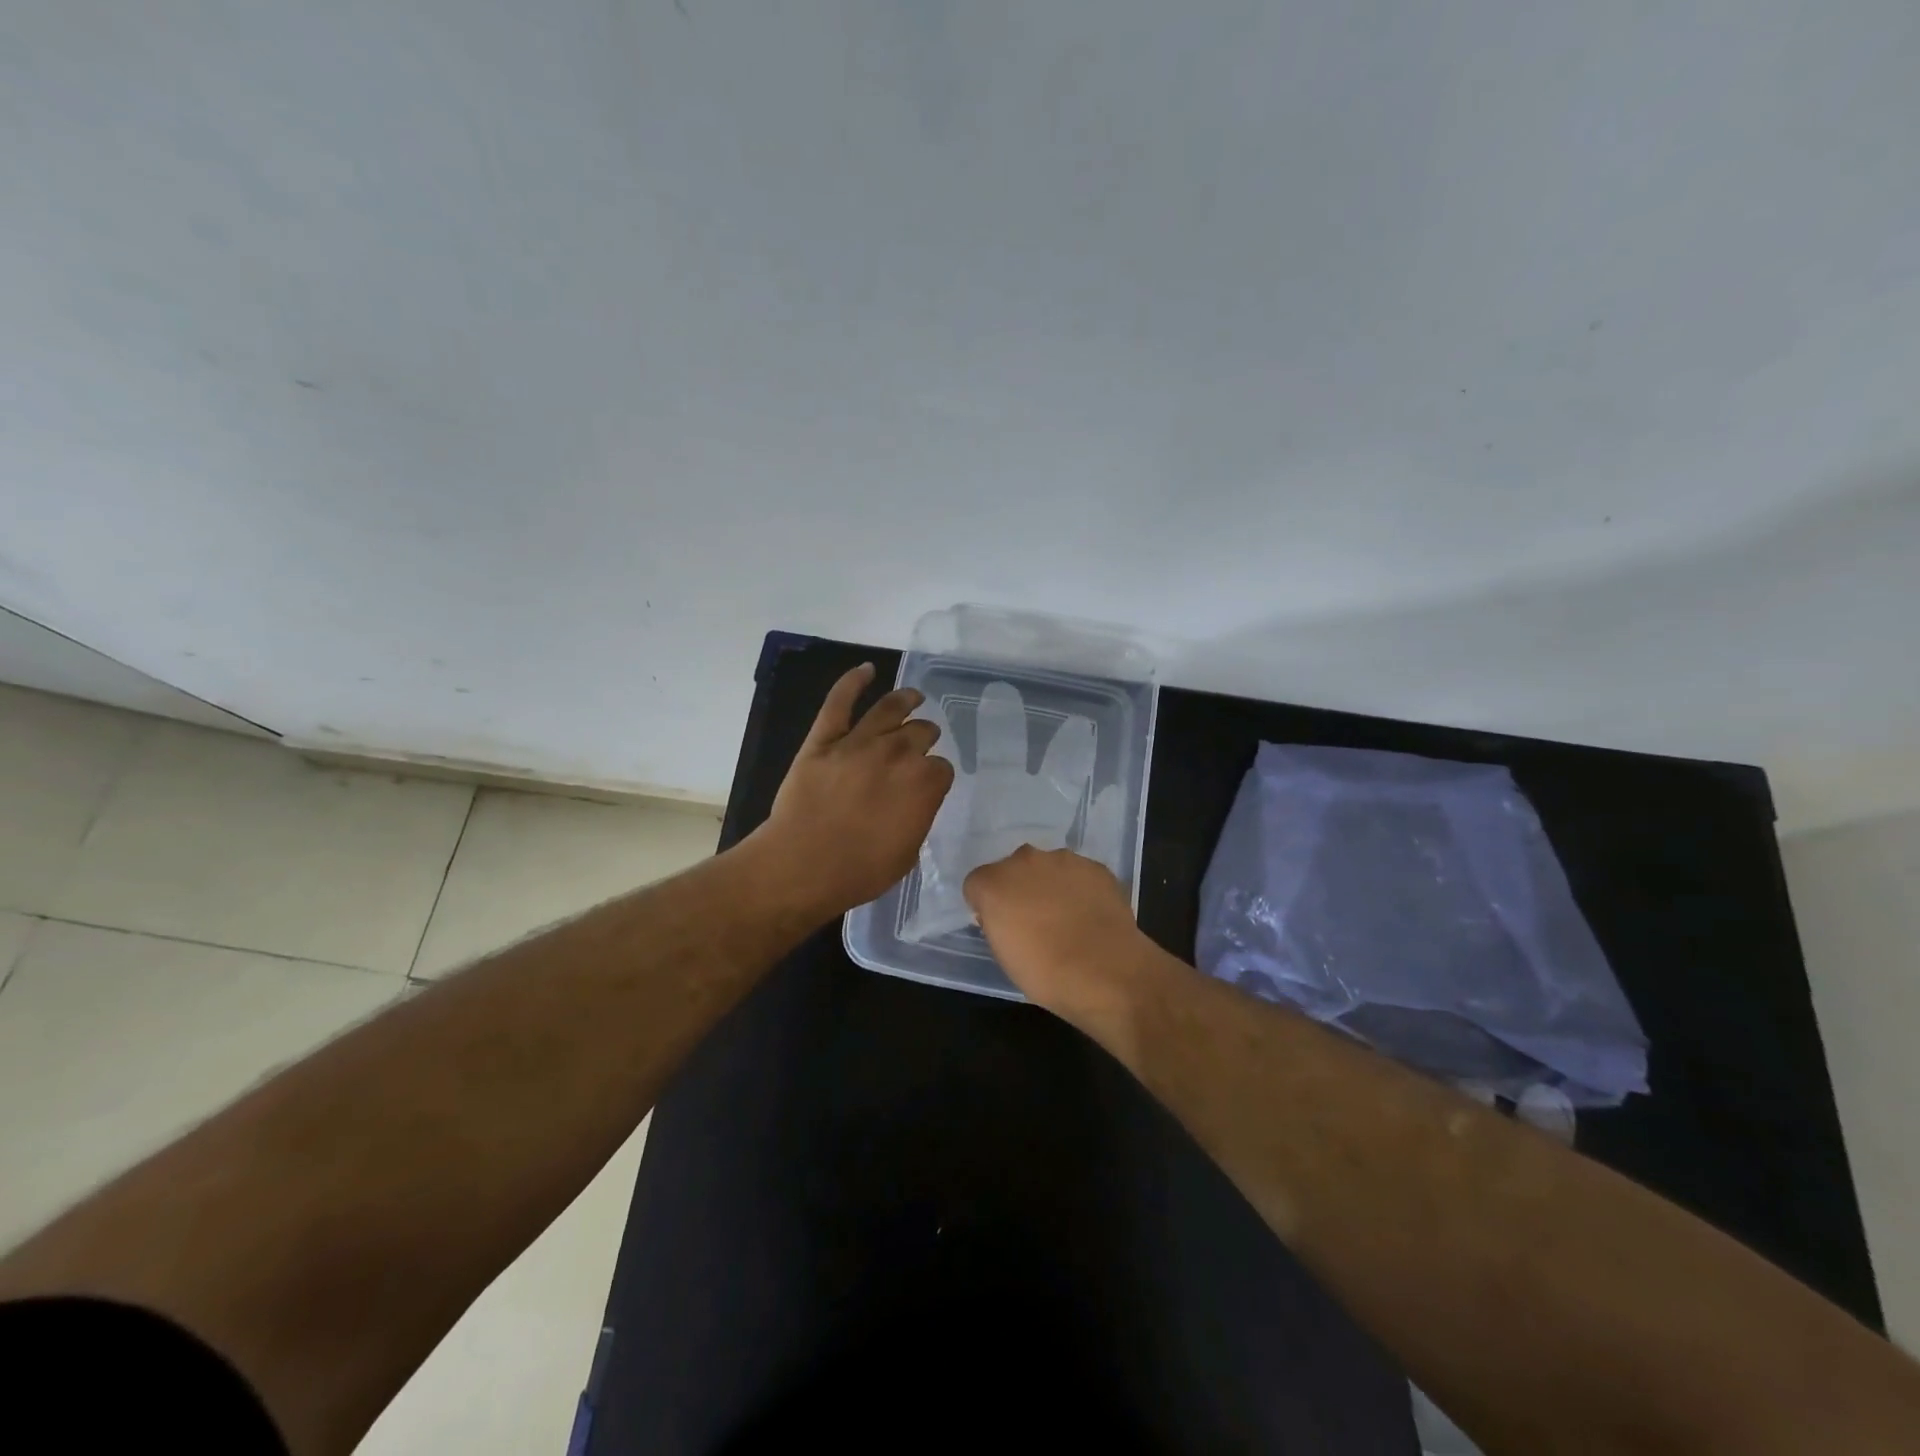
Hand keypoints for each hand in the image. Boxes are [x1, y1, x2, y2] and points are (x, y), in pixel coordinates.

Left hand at [751, 663, 954, 919]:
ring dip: (906, 699)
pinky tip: (867, 670)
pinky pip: (840, 701)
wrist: (802, 865)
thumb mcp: (907, 853)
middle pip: (920, 732)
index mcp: (924, 784)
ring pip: (889, 709)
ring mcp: (859, 742)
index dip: (935, 775)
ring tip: (913, 696)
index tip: (930, 783)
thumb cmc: (859, 871)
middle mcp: (897, 754)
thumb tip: (914, 803)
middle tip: (922, 740)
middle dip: (925, 736)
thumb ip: (917, 818)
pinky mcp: (824, 739)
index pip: (941, 768)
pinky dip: (853, 681)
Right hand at [964, 845, 1146, 1013]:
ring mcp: (1063, 859)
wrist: (1105, 971)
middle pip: (1013, 869)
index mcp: (994, 883)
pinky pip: (1079, 874)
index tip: (999, 924)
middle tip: (1032, 919)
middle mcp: (1025, 860)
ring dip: (1050, 885)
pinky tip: (1090, 915)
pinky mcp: (1095, 867)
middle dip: (1019, 888)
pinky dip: (1080, 889)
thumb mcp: (1004, 954)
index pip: (977, 884)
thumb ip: (997, 924)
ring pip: (1048, 868)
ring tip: (1067, 918)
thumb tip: (1004, 916)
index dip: (986, 904)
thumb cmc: (1044, 972)